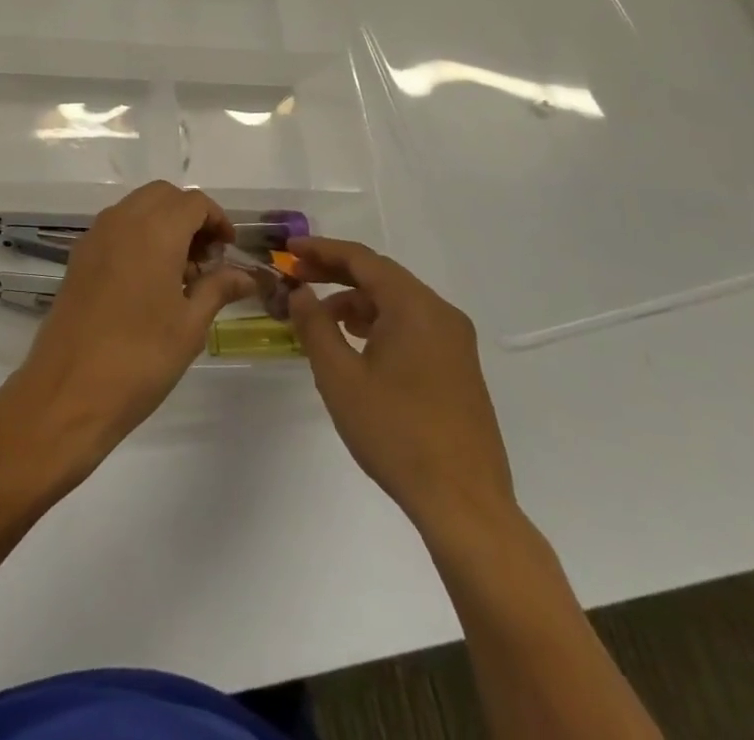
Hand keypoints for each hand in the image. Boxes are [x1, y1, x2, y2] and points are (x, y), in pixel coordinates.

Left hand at [12, 182, 257, 461]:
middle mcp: (122, 220)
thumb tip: (246, 275)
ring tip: (180, 273)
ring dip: (162, 223)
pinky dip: (137, 235)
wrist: (69, 389)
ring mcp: (95, 236)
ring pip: (136, 207)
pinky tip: (147, 280)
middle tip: (206, 258)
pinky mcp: (78, 256)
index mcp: (155, 230)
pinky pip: (115, 227)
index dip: (217, 220)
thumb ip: (218, 288)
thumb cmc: (140, 357)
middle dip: (189, 216)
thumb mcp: (190, 325)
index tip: (228, 251)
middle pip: (162, 195)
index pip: (193, 202)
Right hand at [287, 237, 516, 536]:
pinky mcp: (458, 367)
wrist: (465, 504)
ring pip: (396, 301)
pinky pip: (412, 324)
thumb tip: (300, 291)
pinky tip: (355, 343)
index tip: (288, 250)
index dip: (321, 249)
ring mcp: (454, 341)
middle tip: (296, 275)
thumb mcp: (339, 377)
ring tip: (318, 316)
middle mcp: (440, 314)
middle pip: (381, 275)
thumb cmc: (395, 433)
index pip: (362, 259)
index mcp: (415, 307)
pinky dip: (378, 321)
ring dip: (355, 300)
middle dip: (335, 272)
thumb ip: (315, 325)